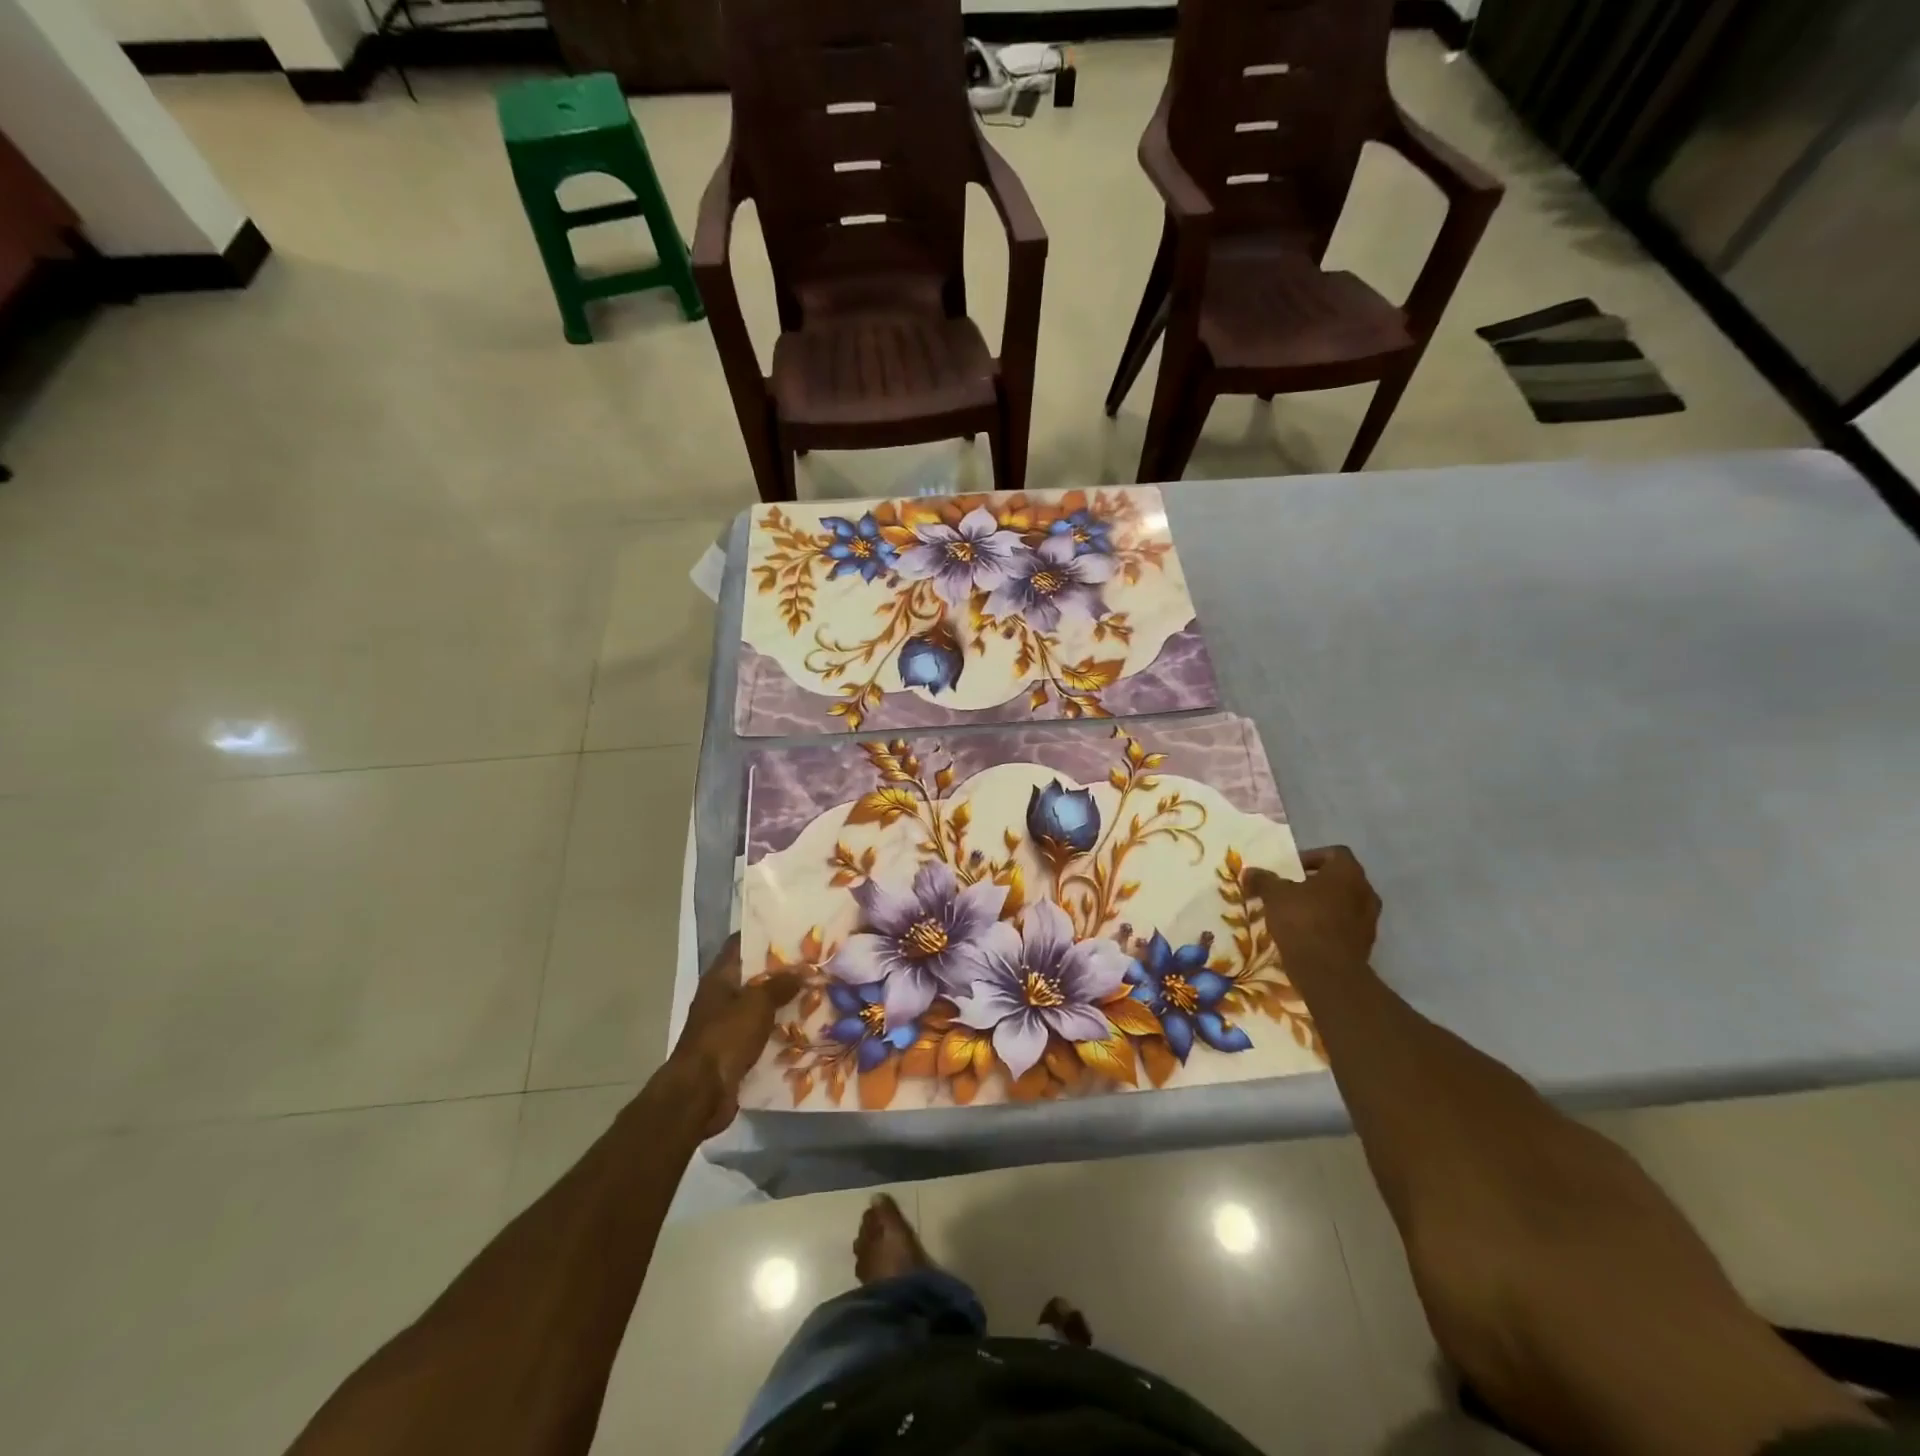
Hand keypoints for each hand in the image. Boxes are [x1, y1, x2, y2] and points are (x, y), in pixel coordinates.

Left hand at [666, 935, 799, 1135]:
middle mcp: (721, 997)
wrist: (701, 1093)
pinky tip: (805, 1028)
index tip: (793, 929)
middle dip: (782, 971)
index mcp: (719, 978)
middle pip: (754, 976)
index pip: (740, 944)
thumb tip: (803, 970)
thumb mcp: (757, 1003)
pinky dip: (779, 1031)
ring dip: (784, 1002)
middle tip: (814, 963)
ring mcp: (726, 1025)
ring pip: (760, 1006)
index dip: (764, 934)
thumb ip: (781, 984)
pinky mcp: (734, 1051)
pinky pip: (761, 1034)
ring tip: (817, 993)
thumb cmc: (725, 1037)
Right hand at [1243, 845, 1380, 974]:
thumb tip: (1249, 872)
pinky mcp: (1366, 944)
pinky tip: (1307, 935)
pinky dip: (1329, 926)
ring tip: (1297, 915)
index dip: (1312, 857)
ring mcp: (1370, 920)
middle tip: (1291, 891)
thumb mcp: (1274, 896)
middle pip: (1340, 879)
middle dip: (1316, 883)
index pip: (1335, 853)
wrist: (1328, 972)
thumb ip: (1263, 880)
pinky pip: (1345, 926)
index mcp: (1348, 873)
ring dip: (1323, 905)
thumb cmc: (1303, 922)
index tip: (1291, 870)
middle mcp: (1365, 892)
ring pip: (1344, 903)